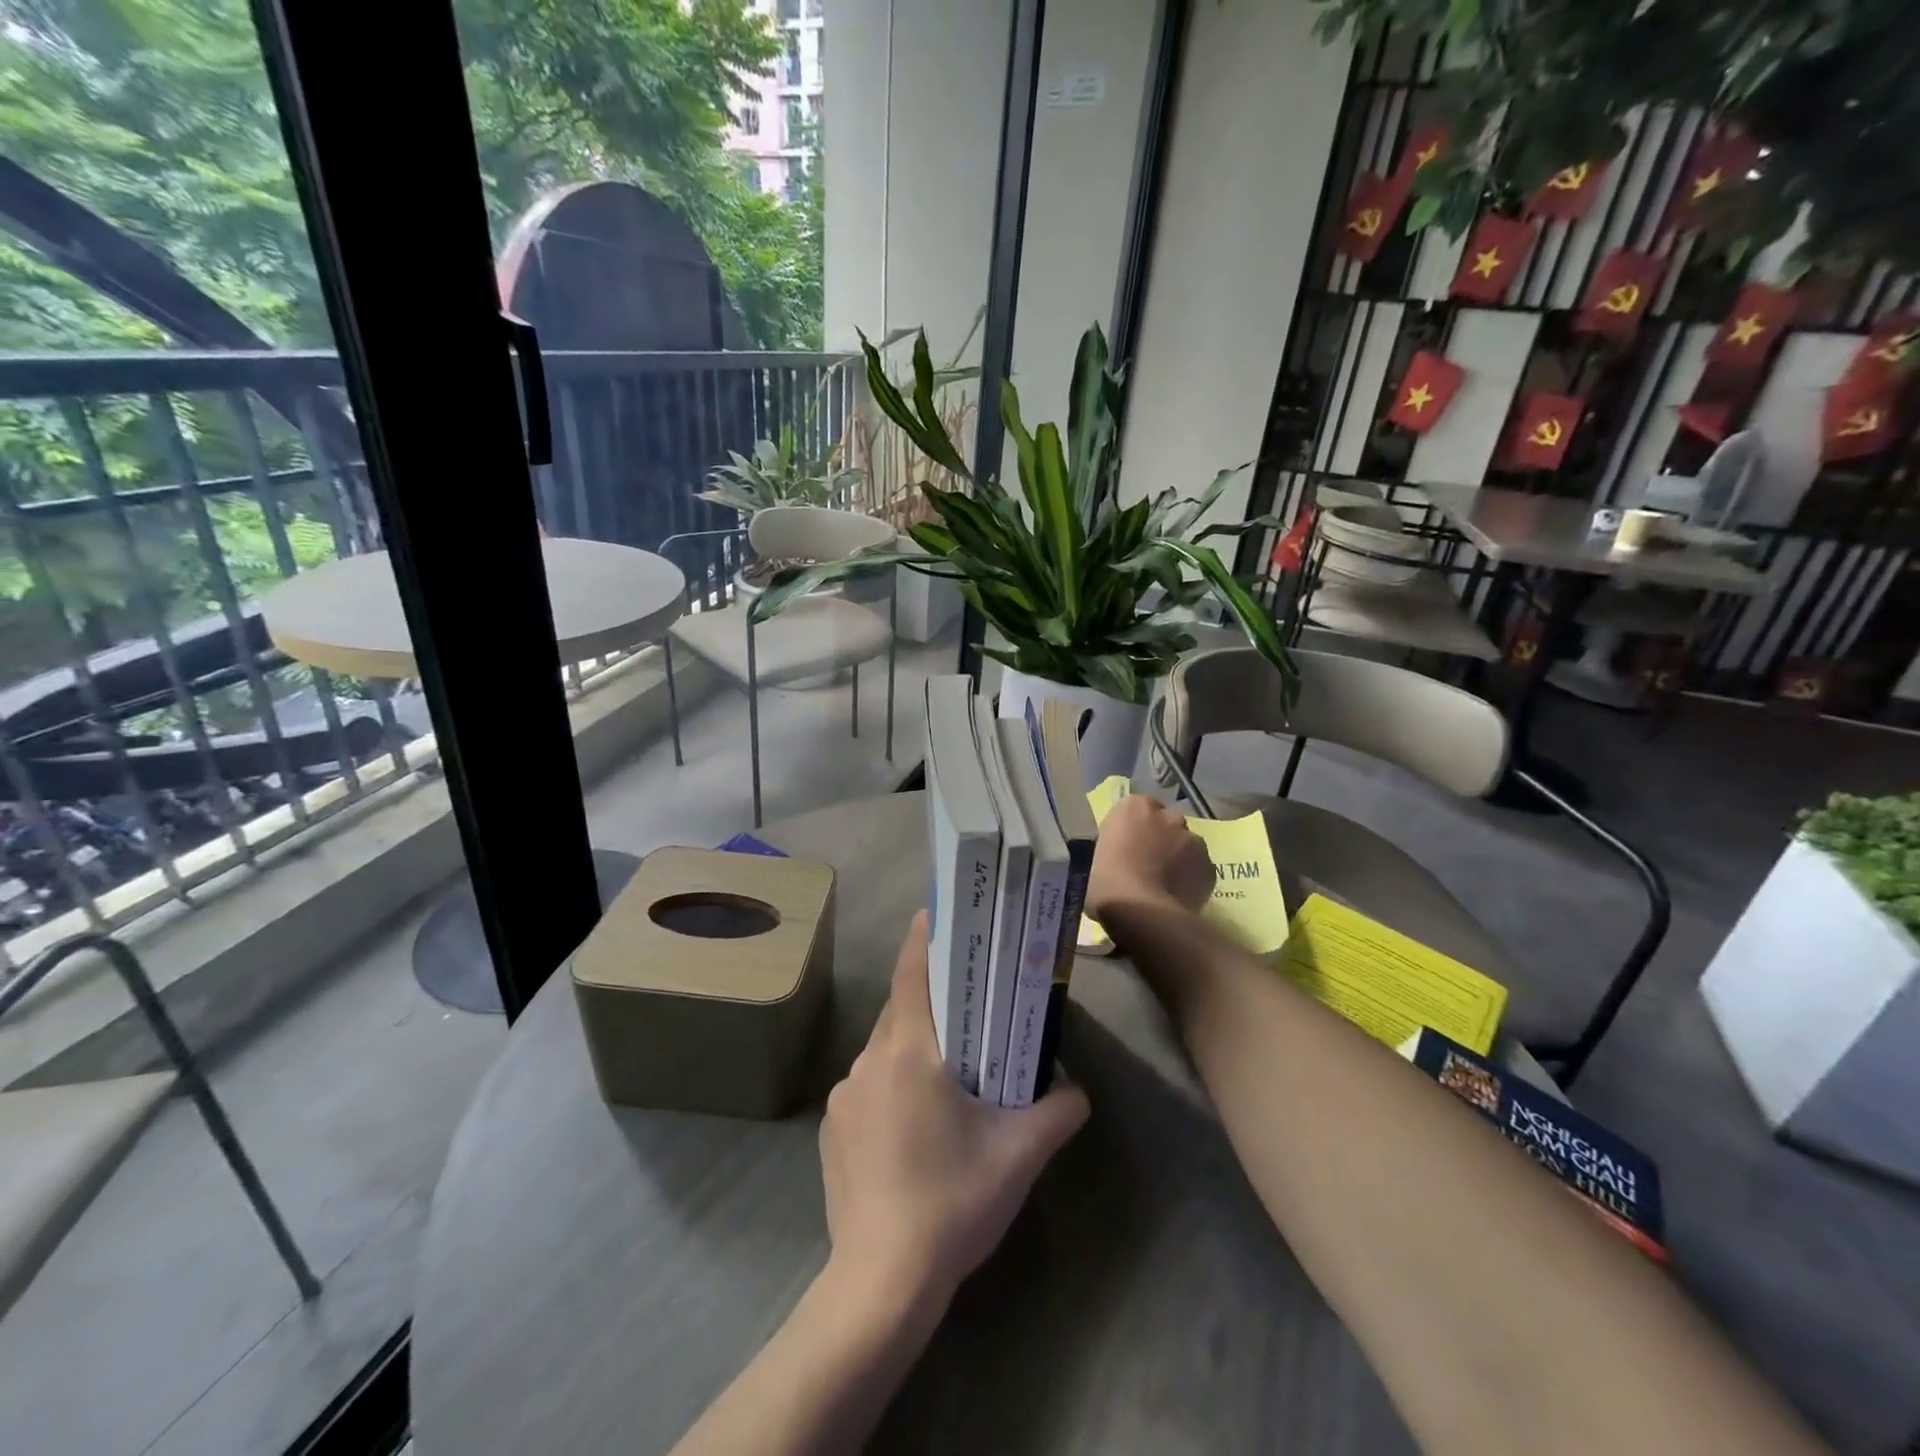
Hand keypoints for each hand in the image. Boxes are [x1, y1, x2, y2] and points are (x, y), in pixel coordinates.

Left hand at [819, 912, 1089, 1311]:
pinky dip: (892, 1084)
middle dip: (931, 999)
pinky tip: (915, 1126)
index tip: (935, 912)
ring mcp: (844, 1096)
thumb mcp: (1019, 1156)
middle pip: (901, 1010)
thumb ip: (1057, 1110)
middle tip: (967, 1000)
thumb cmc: (952, 1204)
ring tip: (948, 1072)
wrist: (879, 1284)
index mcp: (909, 1053)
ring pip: (884, 1050)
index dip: (923, 938)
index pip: (912, 974)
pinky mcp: (832, 1129)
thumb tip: (1076, 1087)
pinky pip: (868, 1086)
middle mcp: (869, 1062)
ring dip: (913, 1047)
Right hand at [1085, 792, 1214, 920]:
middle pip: (1166, 822)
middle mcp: (1167, 815)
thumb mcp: (1097, 858)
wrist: (1142, 913)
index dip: (1133, 828)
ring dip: (1178, 856)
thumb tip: (1123, 857)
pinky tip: (1179, 897)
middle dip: (1160, 838)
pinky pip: (1199, 869)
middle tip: (1147, 864)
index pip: (1136, 808)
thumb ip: (1115, 848)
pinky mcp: (1210, 866)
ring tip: (1165, 884)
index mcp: (1134, 807)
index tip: (1127, 846)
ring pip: (1186, 844)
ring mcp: (1193, 840)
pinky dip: (1192, 878)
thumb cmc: (1107, 884)